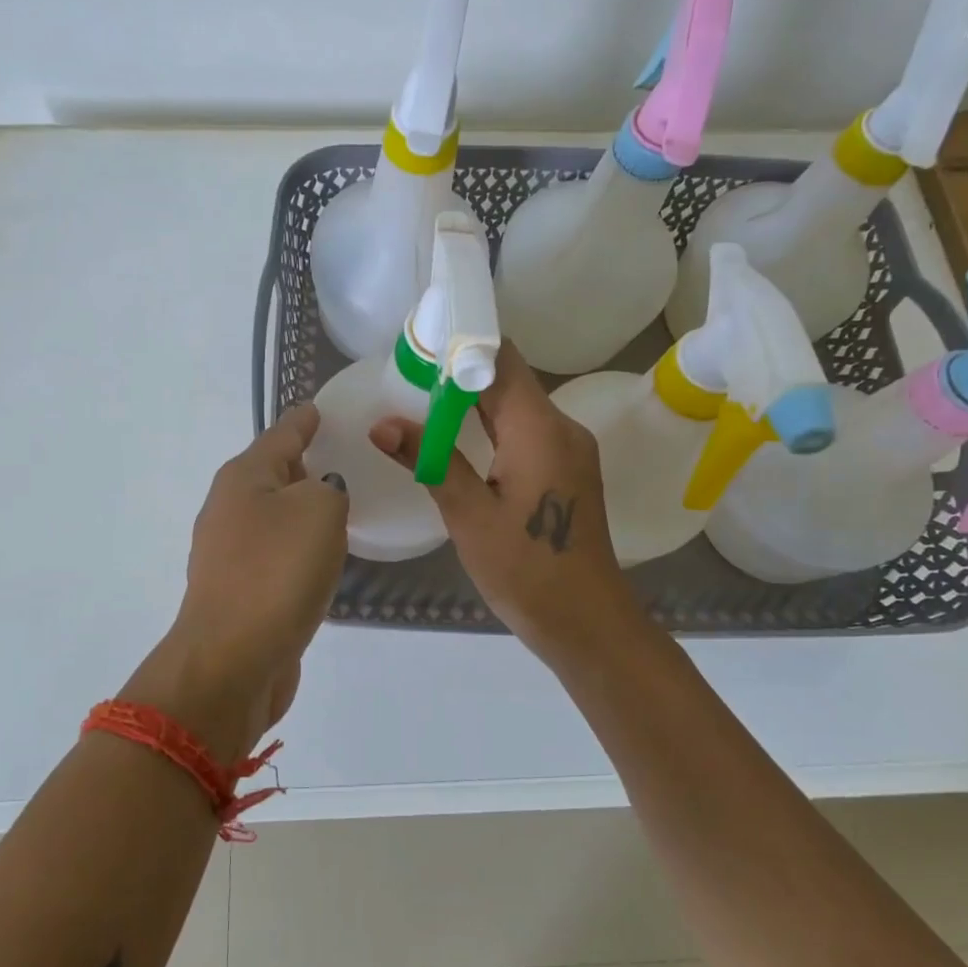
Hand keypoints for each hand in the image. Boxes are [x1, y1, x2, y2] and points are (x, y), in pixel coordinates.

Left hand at [125, 407, 347, 761]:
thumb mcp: (318, 511)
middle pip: (272, 474)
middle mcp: (229, 509)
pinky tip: (321, 557)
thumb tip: (321, 495)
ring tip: (339, 506)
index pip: (281, 434)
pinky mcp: (239, 592)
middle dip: (304, 464)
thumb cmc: (277, 573)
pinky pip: (276, 554)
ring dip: (302, 510)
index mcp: (244, 478)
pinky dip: (298, 548)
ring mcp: (229, 554)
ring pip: (274, 517)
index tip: (318, 408)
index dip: (303, 420)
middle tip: (343, 457)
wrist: (233, 661)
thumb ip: (329, 488)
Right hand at [370, 342, 643, 663]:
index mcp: (540, 428)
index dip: (461, 344)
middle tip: (407, 374)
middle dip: (460, 372)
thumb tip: (382, 424)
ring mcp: (569, 450)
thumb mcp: (469, 515)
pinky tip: (457, 440)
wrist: (586, 622)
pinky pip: (526, 432)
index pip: (501, 360)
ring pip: (517, 406)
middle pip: (509, 380)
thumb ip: (430, 460)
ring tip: (421, 401)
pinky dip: (491, 427)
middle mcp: (562, 427)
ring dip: (473, 401)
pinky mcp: (567, 471)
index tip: (418, 345)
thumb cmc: (526, 570)